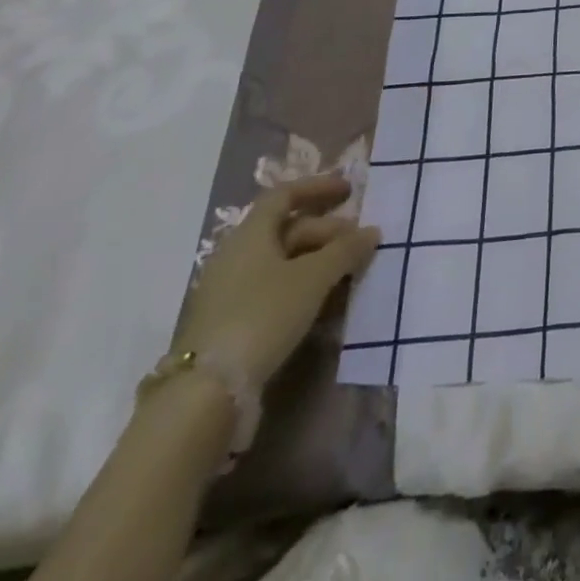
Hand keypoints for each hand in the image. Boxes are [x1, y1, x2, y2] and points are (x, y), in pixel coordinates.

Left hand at [171, 176, 379, 387]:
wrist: (207, 393)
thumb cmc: (263, 315)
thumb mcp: (314, 278)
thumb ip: (345, 250)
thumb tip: (372, 231)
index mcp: (250, 235)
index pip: (284, 195)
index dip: (318, 187)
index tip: (350, 192)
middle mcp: (235, 256)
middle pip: (286, 229)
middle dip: (327, 231)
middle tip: (359, 244)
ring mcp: (229, 292)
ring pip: (281, 262)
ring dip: (317, 261)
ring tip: (348, 274)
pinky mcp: (229, 324)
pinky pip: (273, 290)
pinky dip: (301, 288)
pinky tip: (323, 304)